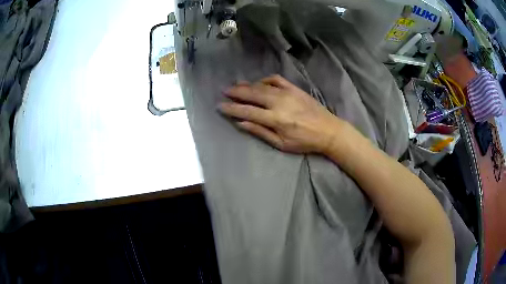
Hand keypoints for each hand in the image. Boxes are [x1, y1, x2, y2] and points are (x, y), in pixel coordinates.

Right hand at [218, 75, 347, 153]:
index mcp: (275, 119)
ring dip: (247, 85)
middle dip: (236, 92)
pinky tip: (259, 82)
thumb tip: (241, 123)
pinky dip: (265, 80)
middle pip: (252, 94)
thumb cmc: (304, 141)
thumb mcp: (281, 144)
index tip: (220, 106)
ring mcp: (287, 93)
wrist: (328, 130)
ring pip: (262, 86)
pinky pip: (276, 80)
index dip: (232, 109)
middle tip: (224, 91)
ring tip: (235, 84)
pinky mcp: (294, 88)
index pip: (247, 111)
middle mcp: (279, 102)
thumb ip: (260, 132)